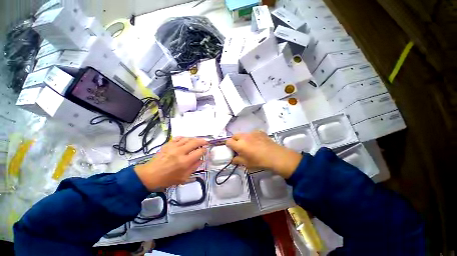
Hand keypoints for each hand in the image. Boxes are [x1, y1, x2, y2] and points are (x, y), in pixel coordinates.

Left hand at [134, 137, 207, 190]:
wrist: (150, 176)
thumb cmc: (167, 179)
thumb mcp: (183, 178)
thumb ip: (194, 167)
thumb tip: (202, 160)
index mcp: (185, 162)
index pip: (200, 152)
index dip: (205, 150)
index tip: (205, 151)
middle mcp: (180, 152)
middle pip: (195, 142)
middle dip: (202, 141)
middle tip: (205, 142)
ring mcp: (173, 147)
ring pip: (188, 138)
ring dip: (194, 139)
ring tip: (197, 141)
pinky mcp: (168, 144)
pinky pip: (178, 138)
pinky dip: (184, 138)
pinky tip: (186, 140)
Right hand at [226, 131, 301, 178]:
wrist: (275, 156)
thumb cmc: (259, 161)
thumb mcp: (246, 163)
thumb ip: (237, 160)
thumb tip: (233, 159)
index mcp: (239, 144)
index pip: (228, 141)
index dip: (228, 145)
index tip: (231, 149)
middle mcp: (244, 136)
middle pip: (235, 136)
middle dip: (235, 140)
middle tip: (239, 147)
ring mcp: (252, 133)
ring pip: (243, 134)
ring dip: (243, 138)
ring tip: (249, 145)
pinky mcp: (259, 132)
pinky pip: (252, 133)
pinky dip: (252, 137)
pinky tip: (257, 142)